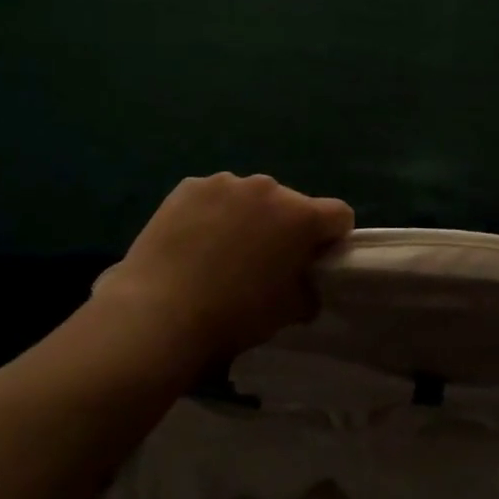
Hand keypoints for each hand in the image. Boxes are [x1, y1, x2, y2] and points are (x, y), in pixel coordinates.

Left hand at [103, 173, 353, 368]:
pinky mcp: (189, 187)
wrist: (159, 313)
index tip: (314, 261)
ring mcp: (225, 183)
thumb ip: (308, 290)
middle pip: (291, 204)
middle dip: (285, 228)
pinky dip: (211, 213)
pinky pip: (213, 196)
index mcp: (301, 216)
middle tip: (263, 262)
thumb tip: (305, 284)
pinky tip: (193, 243)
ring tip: (221, 252)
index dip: (332, 238)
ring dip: (247, 217)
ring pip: (250, 198)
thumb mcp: (287, 312)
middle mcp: (268, 188)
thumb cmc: (233, 315)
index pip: (339, 215)